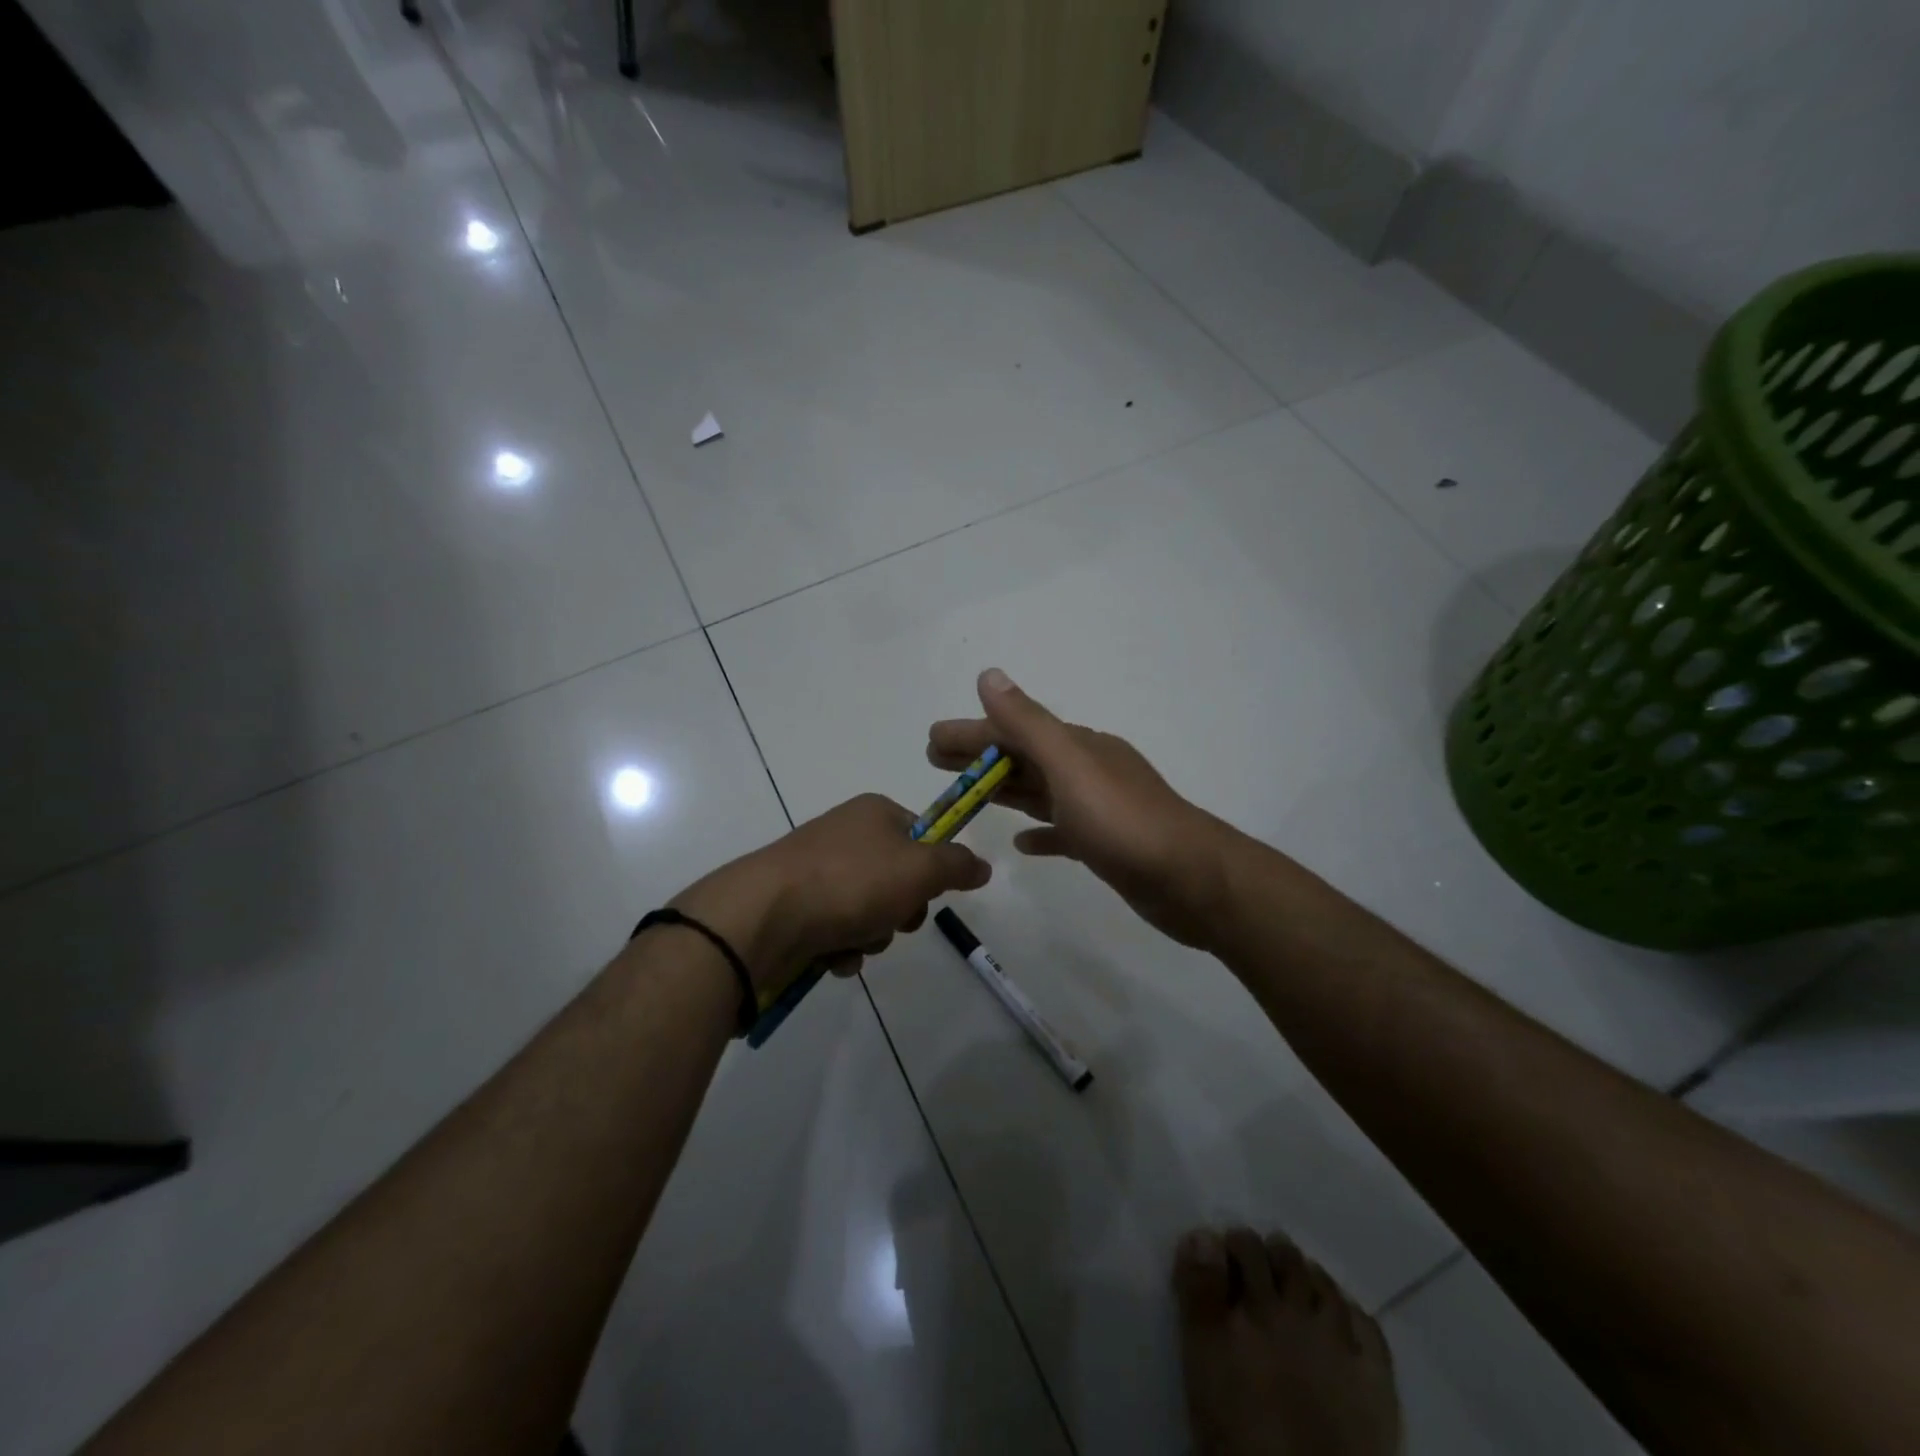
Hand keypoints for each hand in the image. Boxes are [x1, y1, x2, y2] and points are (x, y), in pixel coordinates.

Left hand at [671, 794, 991, 992]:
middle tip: (893, 920)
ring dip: (872, 934)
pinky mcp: (796, 908)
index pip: (923, 835)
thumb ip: (957, 865)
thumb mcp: (920, 869)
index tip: (930, 892)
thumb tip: (983, 865)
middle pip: (898, 878)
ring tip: (855, 941)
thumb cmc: (851, 883)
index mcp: (874, 813)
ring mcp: (817, 872)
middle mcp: (845, 835)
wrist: (763, 917)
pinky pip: (838, 930)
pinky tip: (833, 957)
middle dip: (901, 910)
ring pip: (870, 911)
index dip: (933, 868)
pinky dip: (842, 948)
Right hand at [928, 669, 1232, 946]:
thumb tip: (989, 674)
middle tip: (934, 761)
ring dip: (1002, 788)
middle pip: (1022, 757)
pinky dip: (1039, 831)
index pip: (1013, 731)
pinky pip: (1062, 831)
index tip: (931, 740)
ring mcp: (1098, 808)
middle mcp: (1087, 770)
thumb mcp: (1071, 766)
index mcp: (1078, 747)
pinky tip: (1020, 842)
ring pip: (1039, 791)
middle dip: (979, 757)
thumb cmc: (1124, 822)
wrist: (1191, 881)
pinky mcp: (1105, 845)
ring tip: (964, 795)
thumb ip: (1029, 723)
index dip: (971, 734)